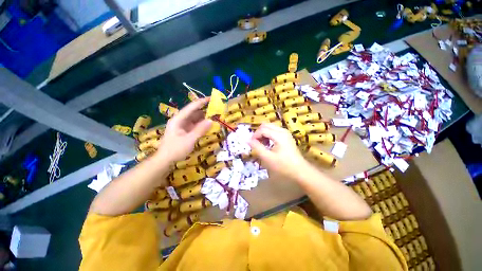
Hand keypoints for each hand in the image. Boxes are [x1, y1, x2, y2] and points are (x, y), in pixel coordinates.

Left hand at [156, 98, 211, 162]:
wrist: (165, 160)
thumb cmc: (175, 149)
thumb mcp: (189, 140)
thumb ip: (200, 129)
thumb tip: (211, 120)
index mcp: (178, 119)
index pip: (191, 107)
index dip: (201, 102)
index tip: (211, 98)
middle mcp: (180, 120)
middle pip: (193, 112)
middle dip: (204, 109)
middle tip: (215, 108)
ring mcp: (182, 125)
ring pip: (195, 118)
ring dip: (204, 117)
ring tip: (214, 115)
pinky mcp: (185, 131)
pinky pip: (195, 124)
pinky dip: (202, 124)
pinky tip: (208, 124)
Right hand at [249, 123, 308, 180]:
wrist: (300, 171)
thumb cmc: (283, 165)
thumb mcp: (267, 158)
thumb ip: (257, 147)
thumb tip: (247, 140)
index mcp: (279, 135)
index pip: (262, 129)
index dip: (255, 135)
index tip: (251, 144)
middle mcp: (282, 130)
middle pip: (266, 125)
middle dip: (259, 133)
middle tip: (256, 143)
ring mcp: (285, 132)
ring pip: (270, 127)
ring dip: (263, 134)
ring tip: (262, 145)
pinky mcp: (286, 136)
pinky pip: (274, 131)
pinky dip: (268, 135)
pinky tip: (268, 144)